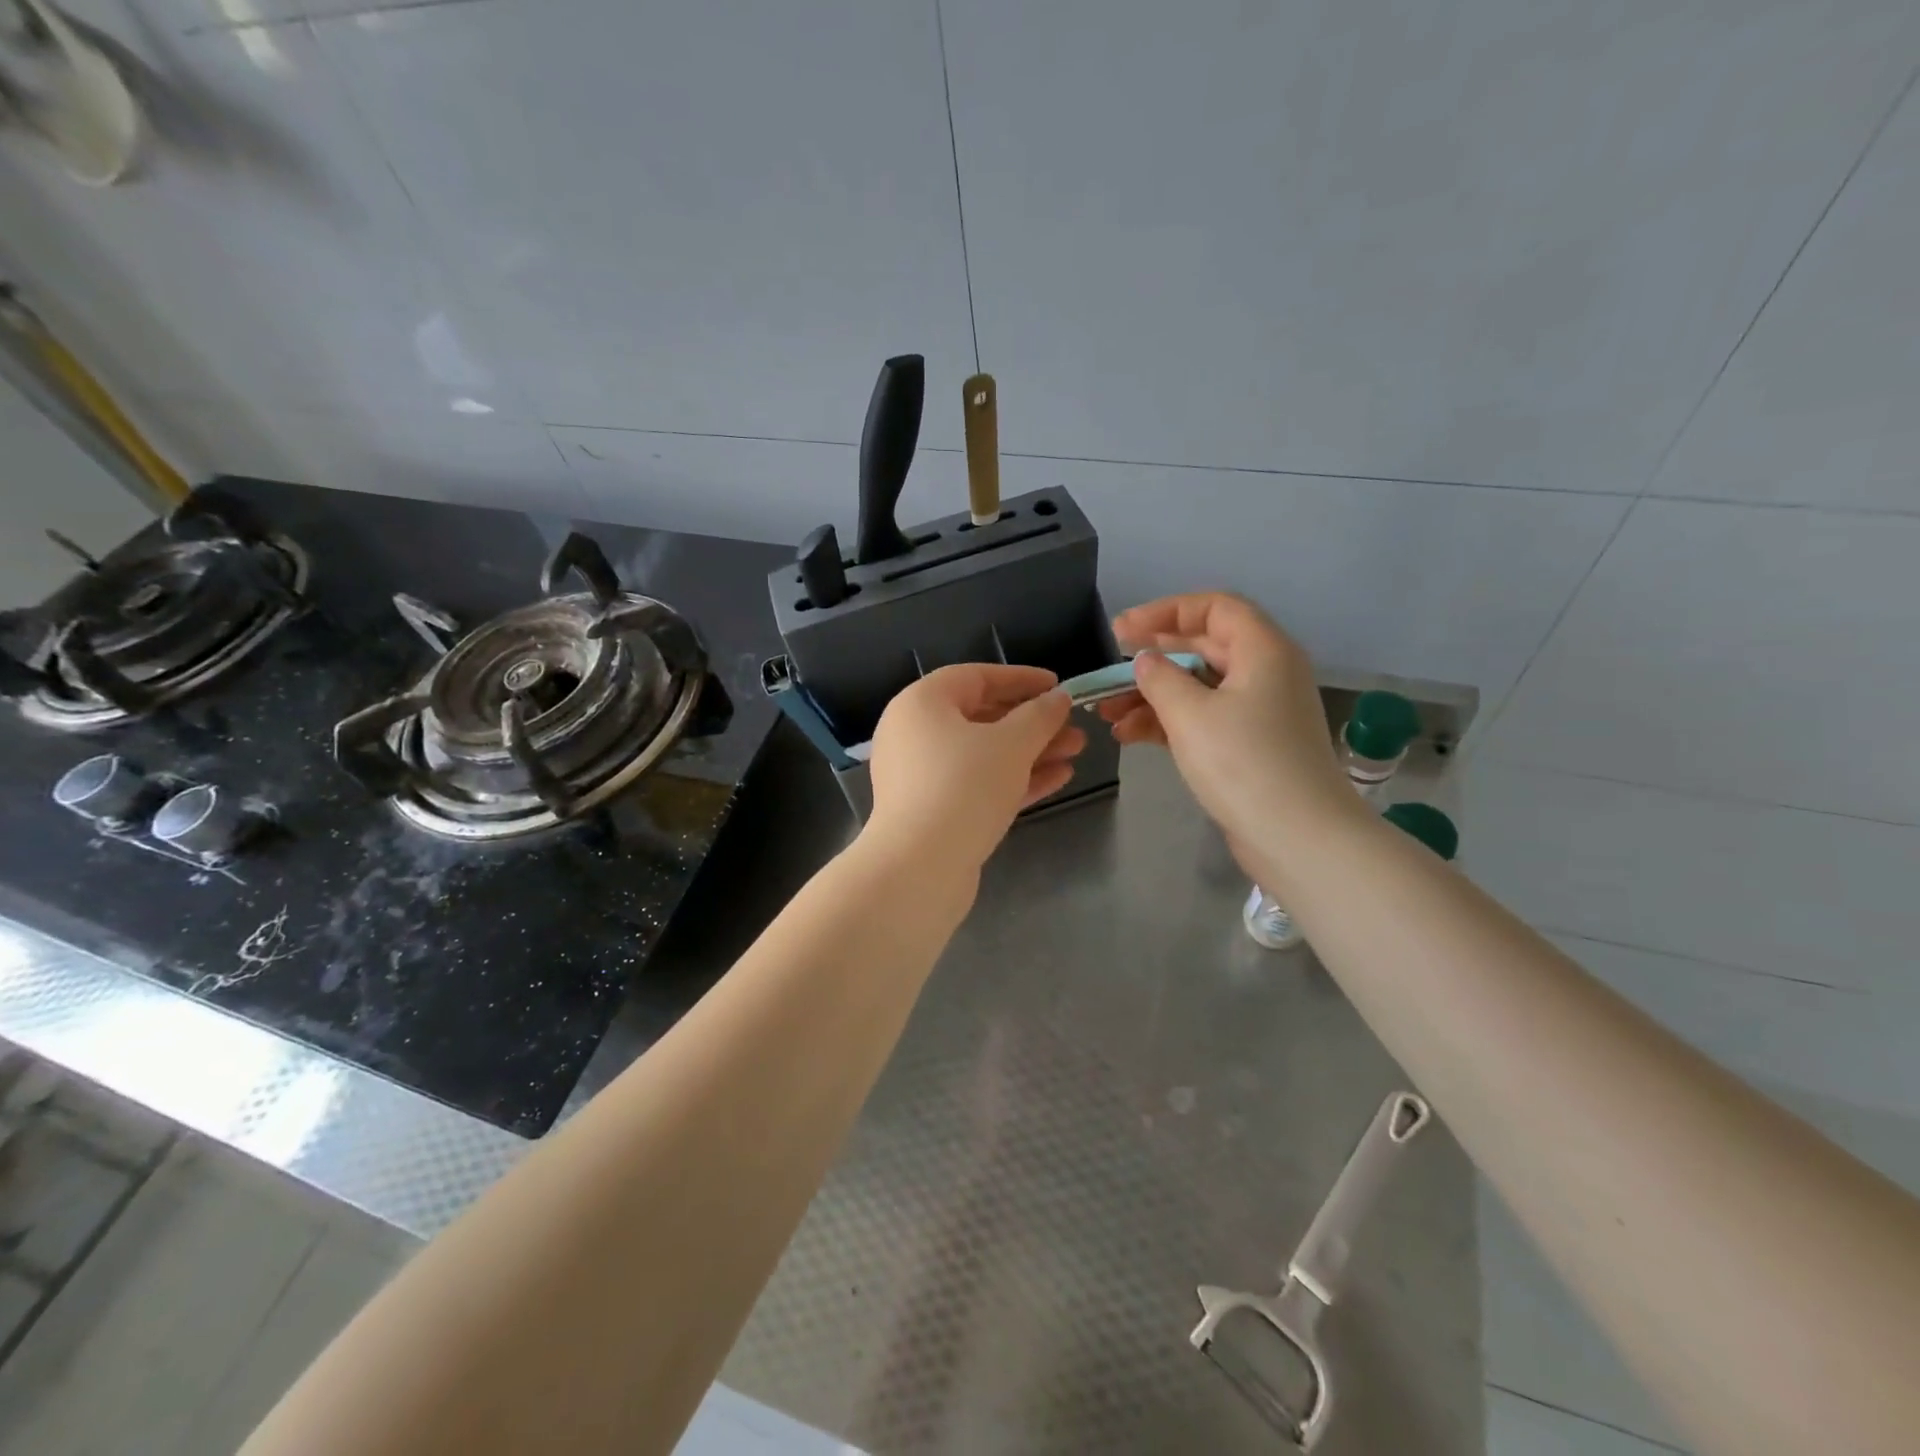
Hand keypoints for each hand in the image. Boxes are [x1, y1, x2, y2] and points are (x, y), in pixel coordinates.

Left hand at [866, 664, 1085, 875]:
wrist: (919, 868)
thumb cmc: (963, 787)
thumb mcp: (1011, 744)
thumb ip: (1039, 716)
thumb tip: (1058, 699)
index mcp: (920, 704)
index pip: (976, 677)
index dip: (1021, 678)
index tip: (1058, 686)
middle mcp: (914, 734)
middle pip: (981, 717)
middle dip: (1032, 722)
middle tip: (1074, 726)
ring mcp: (921, 775)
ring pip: (983, 754)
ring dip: (1030, 751)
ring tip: (1076, 751)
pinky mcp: (932, 811)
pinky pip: (977, 783)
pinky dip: (1013, 778)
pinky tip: (1058, 779)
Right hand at [1098, 593, 1355, 853]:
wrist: (1297, 837)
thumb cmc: (1244, 763)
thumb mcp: (1191, 714)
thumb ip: (1159, 679)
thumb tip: (1145, 661)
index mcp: (1263, 650)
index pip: (1214, 608)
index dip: (1165, 612)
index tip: (1122, 631)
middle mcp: (1265, 672)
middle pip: (1203, 647)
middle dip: (1152, 657)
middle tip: (1110, 665)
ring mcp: (1258, 712)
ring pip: (1198, 687)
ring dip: (1152, 696)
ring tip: (1107, 711)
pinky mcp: (1249, 745)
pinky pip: (1203, 719)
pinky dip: (1167, 723)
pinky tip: (1129, 736)